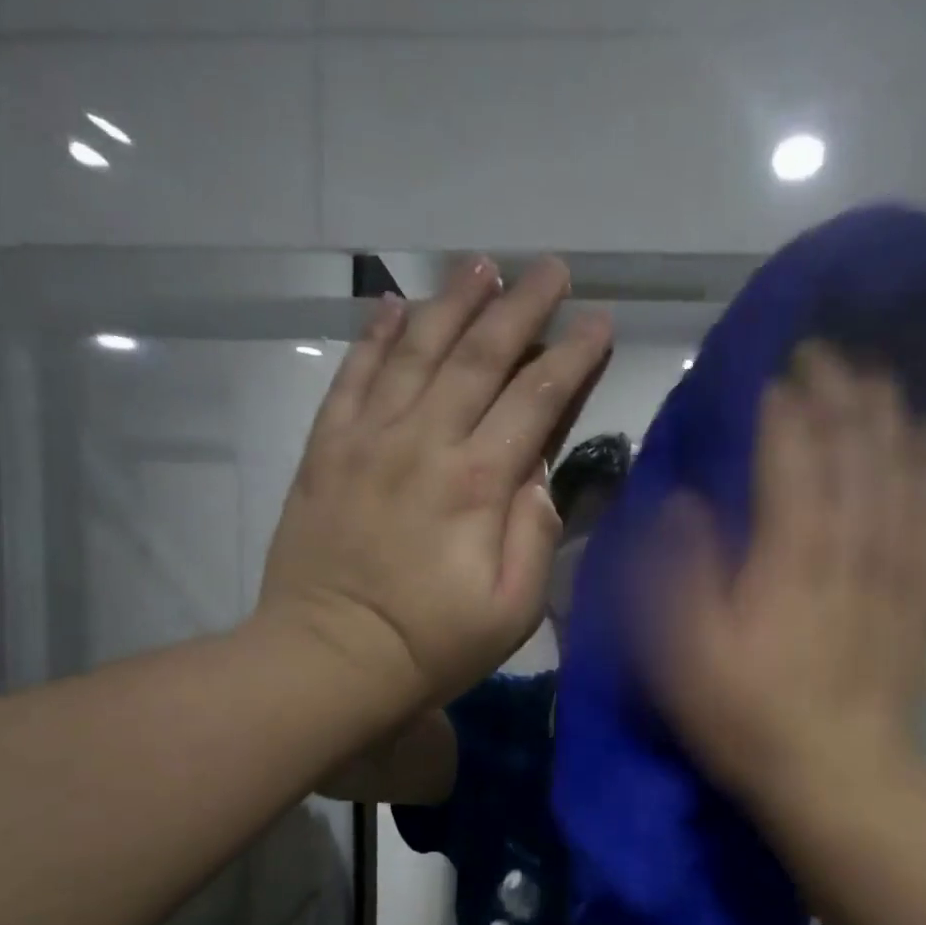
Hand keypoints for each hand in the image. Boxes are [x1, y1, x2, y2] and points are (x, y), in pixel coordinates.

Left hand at [258, 256, 612, 711]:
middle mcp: (424, 443)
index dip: (572, 356)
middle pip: (479, 357)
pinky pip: (352, 377)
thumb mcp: (511, 612)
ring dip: (453, 303)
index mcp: (477, 484)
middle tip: (550, 270)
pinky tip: (394, 306)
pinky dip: (374, 337)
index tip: (598, 322)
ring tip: (481, 266)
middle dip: (521, 308)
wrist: (328, 658)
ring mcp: (368, 440)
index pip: (535, 400)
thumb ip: (534, 537)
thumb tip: (540, 476)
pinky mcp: (326, 450)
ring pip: (417, 352)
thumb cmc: (430, 645)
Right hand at [643, 344, 925, 815]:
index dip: (782, 398)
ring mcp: (892, 567)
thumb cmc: (747, 716)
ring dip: (889, 410)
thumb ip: (677, 570)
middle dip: (840, 387)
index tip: (773, 358)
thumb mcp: (681, 652)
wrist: (841, 779)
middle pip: (853, 444)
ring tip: (880, 368)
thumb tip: (682, 504)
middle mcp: (848, 542)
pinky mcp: (918, 593)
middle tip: (827, 346)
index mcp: (787, 552)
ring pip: (900, 466)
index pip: (791, 450)